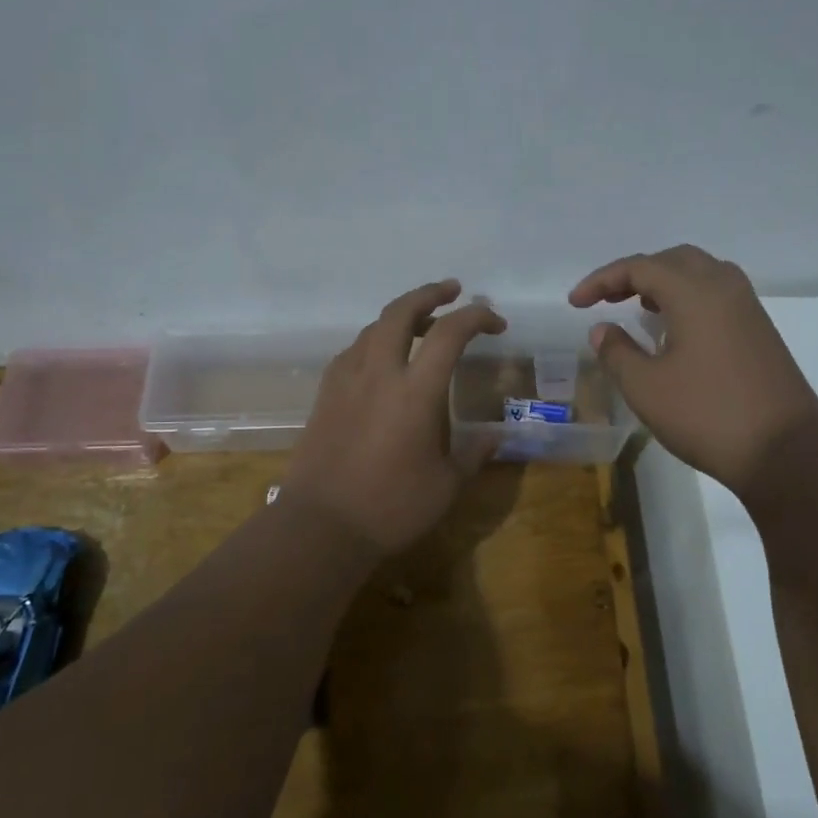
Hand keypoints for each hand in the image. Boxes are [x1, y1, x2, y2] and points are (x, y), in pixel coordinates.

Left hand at [285, 279, 506, 554]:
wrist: (321, 526)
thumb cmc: (391, 508)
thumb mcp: (447, 486)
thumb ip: (474, 454)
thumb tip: (497, 436)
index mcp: (415, 392)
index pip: (450, 334)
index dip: (476, 317)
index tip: (495, 322)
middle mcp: (379, 373)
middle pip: (401, 311)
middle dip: (429, 293)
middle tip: (452, 291)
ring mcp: (346, 380)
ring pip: (373, 327)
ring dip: (401, 317)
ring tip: (422, 327)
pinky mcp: (325, 394)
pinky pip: (353, 351)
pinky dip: (375, 342)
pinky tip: (383, 361)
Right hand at [569, 245, 817, 494]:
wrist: (784, 451)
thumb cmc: (707, 415)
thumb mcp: (646, 388)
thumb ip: (617, 352)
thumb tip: (602, 329)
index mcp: (695, 292)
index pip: (640, 267)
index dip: (601, 280)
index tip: (575, 303)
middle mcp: (725, 287)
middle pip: (673, 260)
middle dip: (634, 274)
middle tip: (606, 299)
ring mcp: (748, 308)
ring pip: (699, 274)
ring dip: (663, 283)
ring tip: (637, 308)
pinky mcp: (759, 330)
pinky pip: (716, 295)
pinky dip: (687, 298)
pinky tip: (673, 330)